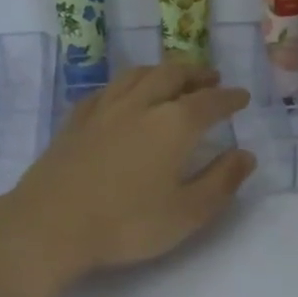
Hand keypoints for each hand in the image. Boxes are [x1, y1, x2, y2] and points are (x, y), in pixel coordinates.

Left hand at [0, 63, 255, 296]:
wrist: (51, 225)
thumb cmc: (127, 223)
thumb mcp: (187, 213)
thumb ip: (221, 181)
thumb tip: (246, 155)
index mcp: (173, 124)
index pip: (210, 102)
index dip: (229, 98)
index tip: (242, 96)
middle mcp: (140, 105)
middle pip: (172, 75)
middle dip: (196, 74)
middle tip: (211, 78)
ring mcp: (104, 109)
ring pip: (137, 75)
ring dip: (161, 71)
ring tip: (172, 77)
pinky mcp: (76, 121)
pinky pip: (106, 90)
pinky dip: (125, 85)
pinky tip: (123, 95)